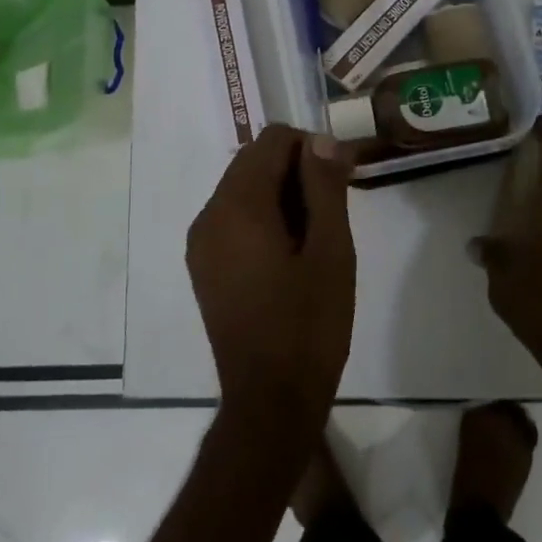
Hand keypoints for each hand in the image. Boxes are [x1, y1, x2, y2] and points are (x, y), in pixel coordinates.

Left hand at [187, 126, 356, 439]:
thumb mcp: (331, 251)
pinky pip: (232, 218)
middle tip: (333, 208)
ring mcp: (201, 242)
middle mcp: (209, 214)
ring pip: (242, 188)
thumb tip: (322, 140)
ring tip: (315, 234)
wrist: (269, 400)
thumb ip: (325, 187)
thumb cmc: (309, 325)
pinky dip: (261, 217)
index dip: (311, 148)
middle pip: (253, 161)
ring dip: (280, 193)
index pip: (272, 141)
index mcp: (238, 205)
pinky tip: (289, 253)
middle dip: (295, 170)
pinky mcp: (203, 265)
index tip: (340, 178)